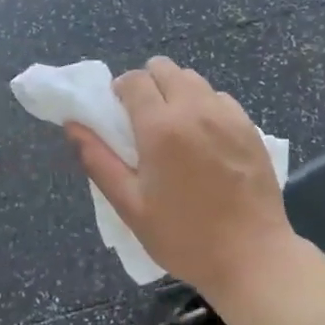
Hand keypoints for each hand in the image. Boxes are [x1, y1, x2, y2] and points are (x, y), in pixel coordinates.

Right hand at [66, 57, 293, 301]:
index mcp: (161, 127)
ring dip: (177, 91)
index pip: (135, 80)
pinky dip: (205, 105)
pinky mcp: (250, 127)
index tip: (118, 113)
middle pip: (165, 68)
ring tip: (174, 127)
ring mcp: (227, 116)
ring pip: (194, 79)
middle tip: (144, 119)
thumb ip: (98, 160)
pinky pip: (219, 98)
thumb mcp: (130, 205)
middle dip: (148, 84)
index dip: (120, 90)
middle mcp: (195, 110)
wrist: (252, 256)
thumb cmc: (183, 236)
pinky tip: (204, 138)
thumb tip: (73, 125)